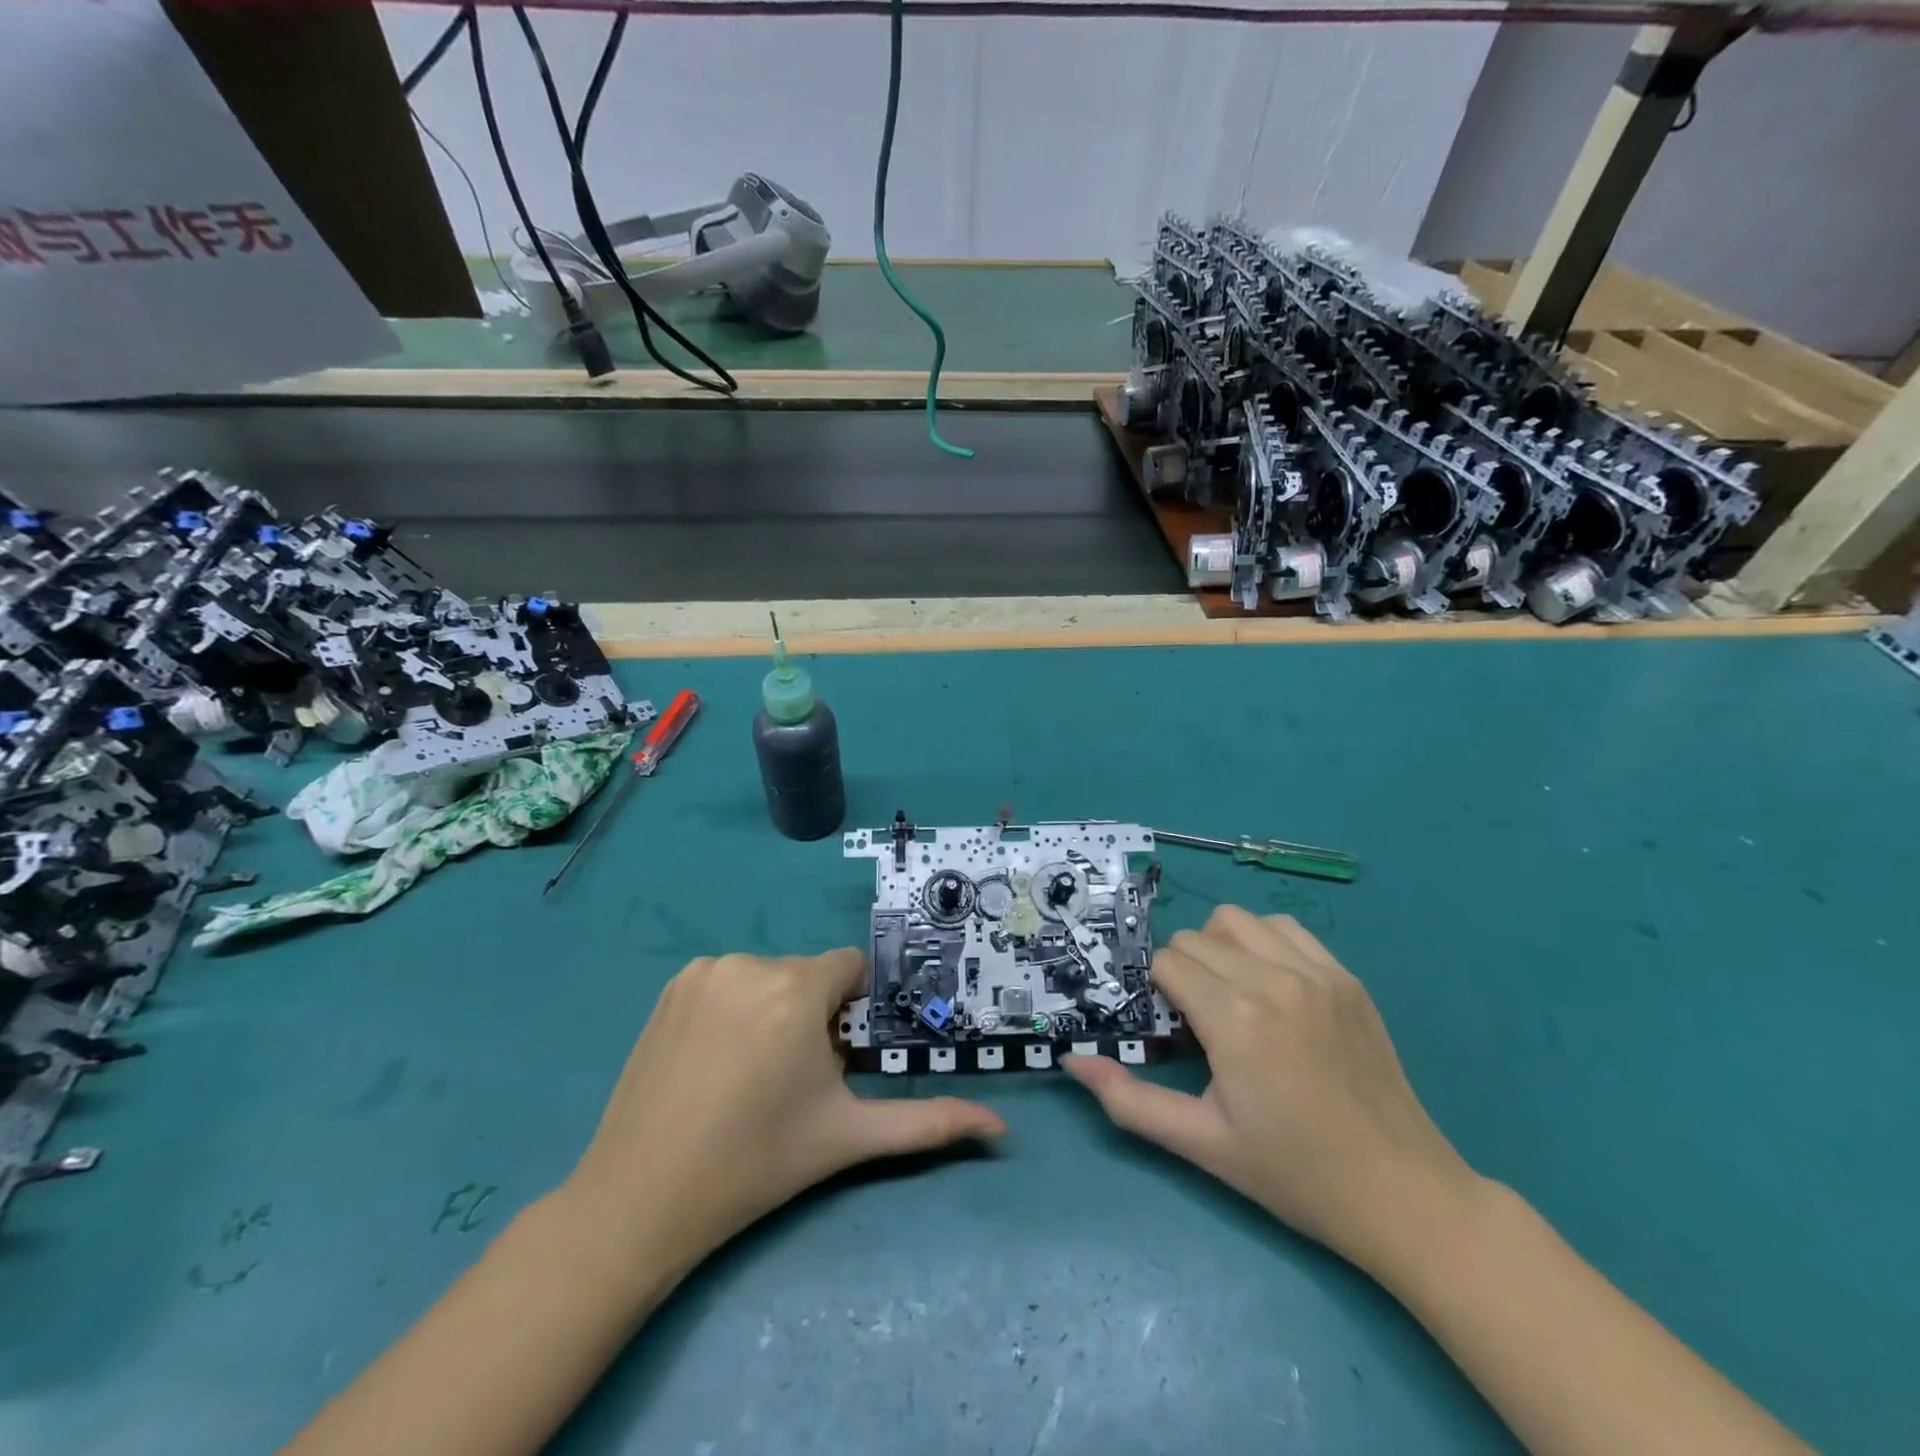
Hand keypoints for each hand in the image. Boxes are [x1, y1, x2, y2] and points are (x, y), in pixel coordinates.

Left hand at [565, 949, 1004, 1276]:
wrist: (642, 1197)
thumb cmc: (757, 1163)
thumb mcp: (848, 1137)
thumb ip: (927, 1123)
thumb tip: (1001, 1129)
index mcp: (797, 989)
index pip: (850, 970)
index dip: (851, 1012)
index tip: (835, 1058)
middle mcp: (751, 963)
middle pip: (809, 976)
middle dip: (814, 1015)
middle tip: (792, 1079)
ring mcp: (705, 971)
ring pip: (769, 977)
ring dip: (774, 1010)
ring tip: (751, 1073)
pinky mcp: (672, 985)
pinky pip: (728, 980)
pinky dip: (734, 1007)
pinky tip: (716, 1060)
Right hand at [1064, 906, 1476, 1274]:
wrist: (1402, 1194)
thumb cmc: (1294, 1173)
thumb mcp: (1202, 1144)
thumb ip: (1129, 1100)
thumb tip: (1073, 1061)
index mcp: (1234, 1019)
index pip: (1168, 962)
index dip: (1158, 991)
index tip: (1172, 1027)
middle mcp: (1272, 980)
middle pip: (1196, 938)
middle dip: (1182, 970)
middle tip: (1197, 1020)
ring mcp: (1316, 973)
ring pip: (1238, 921)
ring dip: (1220, 947)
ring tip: (1231, 993)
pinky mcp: (1346, 978)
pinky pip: (1287, 928)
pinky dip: (1264, 942)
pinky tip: (1271, 985)